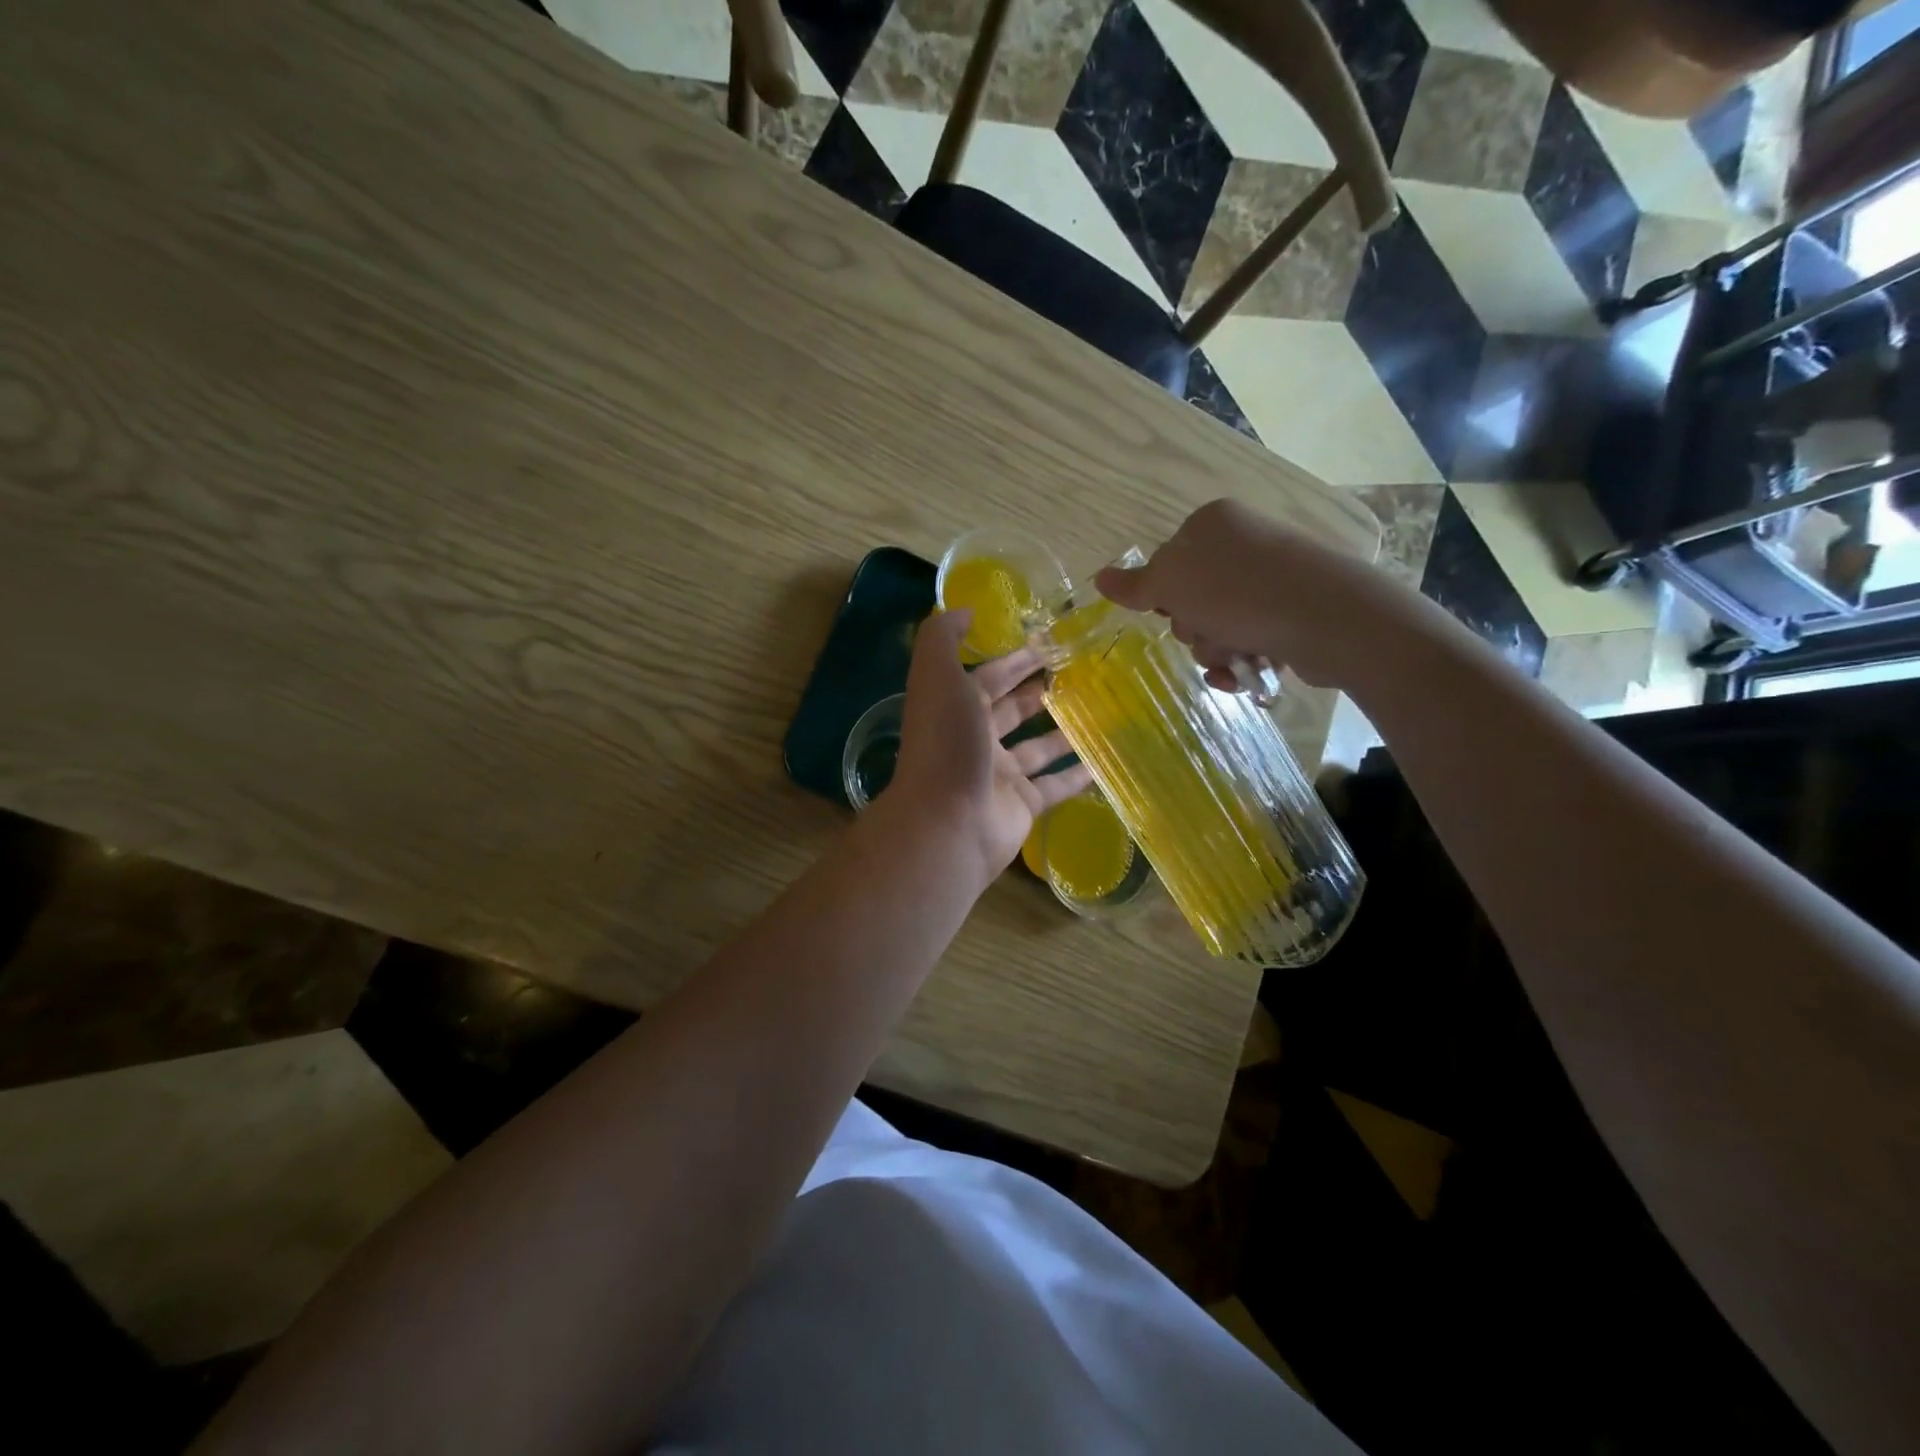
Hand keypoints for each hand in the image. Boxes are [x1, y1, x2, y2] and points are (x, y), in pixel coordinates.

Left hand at [888, 610, 1092, 887]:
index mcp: (955, 708)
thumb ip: (943, 637)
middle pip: (1013, 709)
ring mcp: (1000, 774)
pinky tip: (1103, 759)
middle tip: (1081, 672)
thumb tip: (965, 610)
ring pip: (1036, 747)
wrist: (948, 822)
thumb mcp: (937, 676)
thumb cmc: (947, 743)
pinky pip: (1055, 785)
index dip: (1016, 658)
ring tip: (1099, 709)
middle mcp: (976, 739)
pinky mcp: (1023, 805)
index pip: (989, 675)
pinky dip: (1077, 774)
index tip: (1052, 641)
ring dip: (1062, 730)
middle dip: (1039, 690)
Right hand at [1094, 498, 1417, 692]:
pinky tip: (1246, 674)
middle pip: (1191, 597)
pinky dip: (1241, 661)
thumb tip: (1100, 578)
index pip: (1166, 562)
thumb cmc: (1239, 593)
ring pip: (1218, 625)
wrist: (1329, 619)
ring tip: (1234, 656)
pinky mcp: (1293, 612)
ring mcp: (1272, 578)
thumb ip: (1135, 585)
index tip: (1171, 611)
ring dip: (1215, 649)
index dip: (1163, 595)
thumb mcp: (1172, 583)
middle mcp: (1244, 544)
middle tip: (1206, 632)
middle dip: (1192, 627)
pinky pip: (1249, 640)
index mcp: (1213, 524)